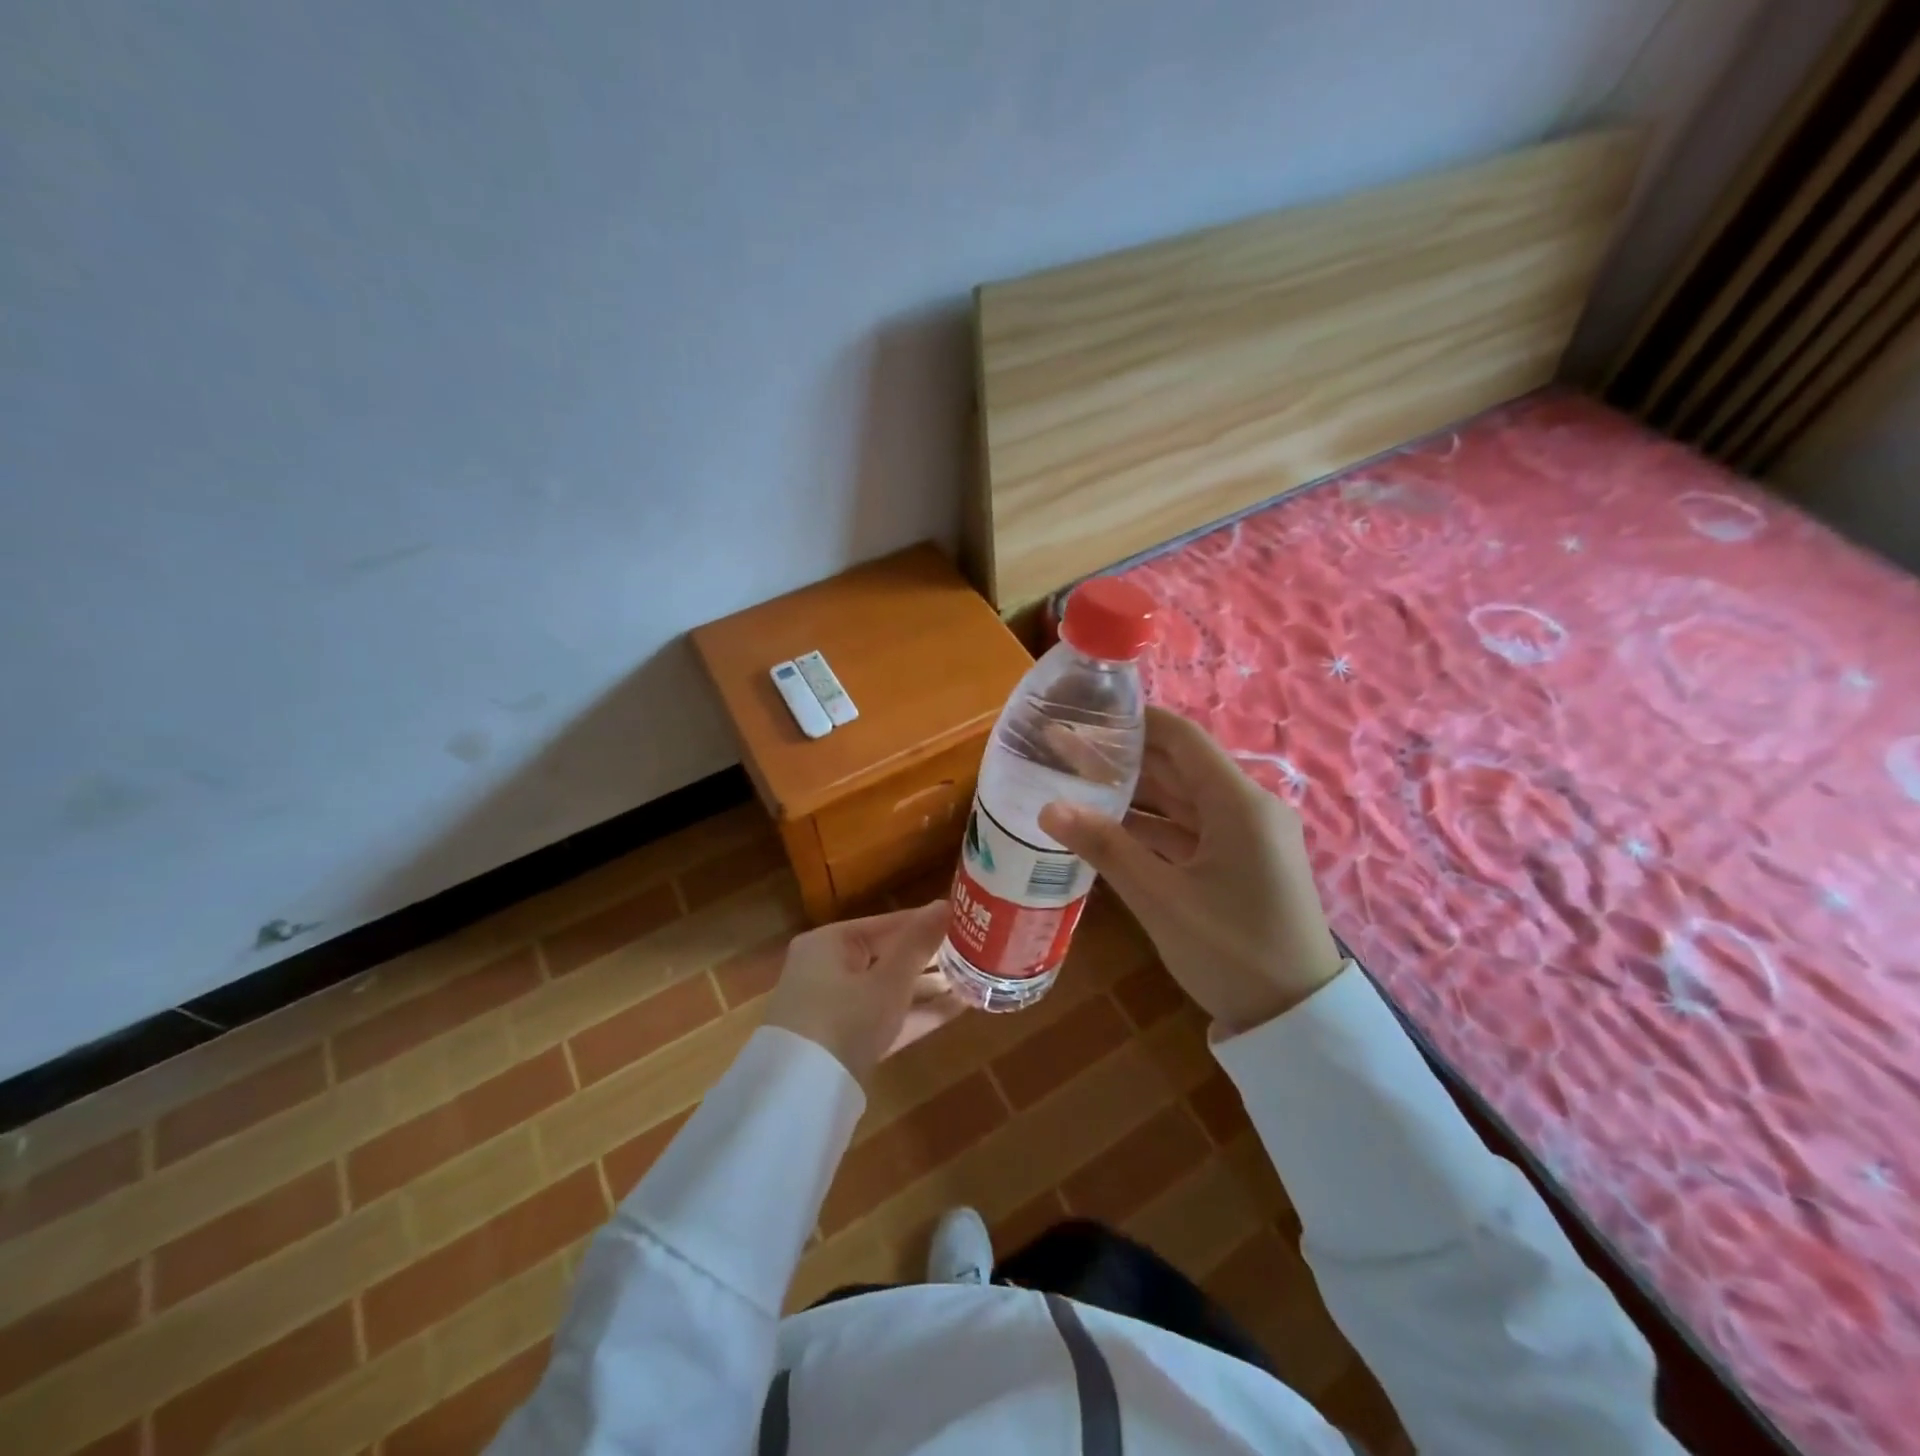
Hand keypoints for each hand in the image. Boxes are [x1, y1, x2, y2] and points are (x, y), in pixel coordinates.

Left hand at [763, 902, 956, 1085]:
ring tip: (972, 979)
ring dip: (927, 987)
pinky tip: (957, 1008)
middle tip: (973, 952)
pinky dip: (915, 1013)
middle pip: (887, 956)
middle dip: (930, 958)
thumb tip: (946, 903)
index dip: (926, 923)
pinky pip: (884, 1016)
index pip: (887, 923)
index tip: (965, 920)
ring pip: (887, 989)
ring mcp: (834, 1007)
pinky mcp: (844, 1040)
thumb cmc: (845, 1018)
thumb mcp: (888, 980)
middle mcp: (828, 968)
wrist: (800, 1096)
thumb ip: (918, 943)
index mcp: (830, 942)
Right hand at [1039, 708, 1344, 1034]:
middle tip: (1064, 751)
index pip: (1180, 738)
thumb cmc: (1232, 951)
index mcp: (1238, 803)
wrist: (1296, 1019)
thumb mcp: (1161, 899)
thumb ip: (1105, 847)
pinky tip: (1109, 826)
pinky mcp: (1242, 862)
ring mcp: (1247, 836)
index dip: (1133, 722)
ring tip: (1076, 783)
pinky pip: (1191, 829)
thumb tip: (1049, 808)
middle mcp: (1247, 808)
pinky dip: (1152, 826)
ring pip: (1182, 799)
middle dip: (1123, 758)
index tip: (1085, 716)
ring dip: (1134, 793)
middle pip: (1178, 766)